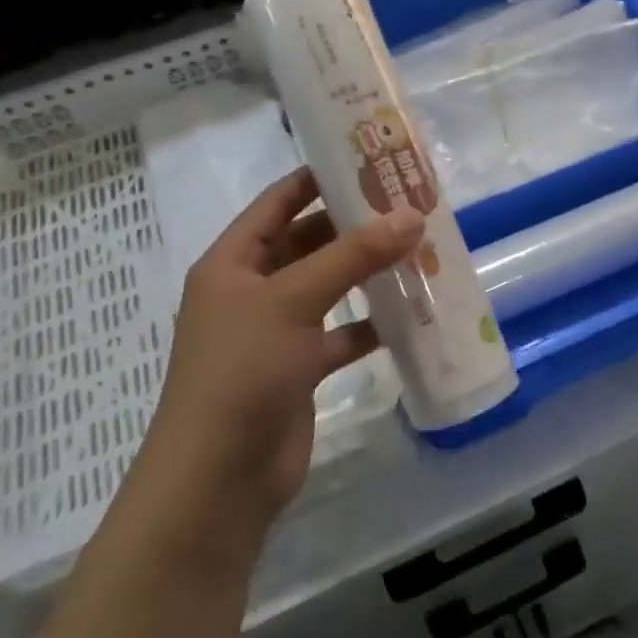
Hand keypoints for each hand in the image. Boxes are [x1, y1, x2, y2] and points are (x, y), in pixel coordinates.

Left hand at [118, 168, 422, 566]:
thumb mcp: (294, 300)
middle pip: (308, 242)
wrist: (219, 479)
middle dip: (354, 225)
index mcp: (233, 262)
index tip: (368, 159)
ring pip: (328, 288)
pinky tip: (410, 314)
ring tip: (418, 250)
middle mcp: (252, 290)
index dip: (318, 177)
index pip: (278, 202)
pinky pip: (341, 333)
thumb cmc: (243, 371)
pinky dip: (370, 323)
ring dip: (367, 273)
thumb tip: (411, 215)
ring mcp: (276, 331)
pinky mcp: (299, 369)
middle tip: (409, 205)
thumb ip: (353, 256)